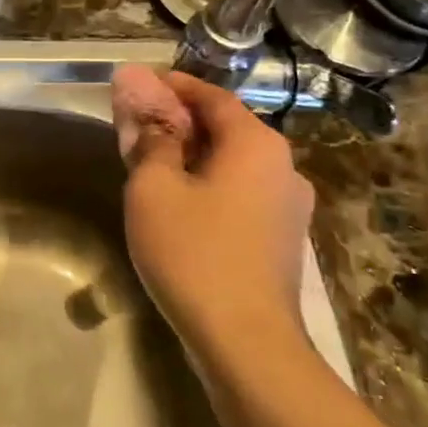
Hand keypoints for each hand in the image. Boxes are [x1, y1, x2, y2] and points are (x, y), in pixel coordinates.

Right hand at [111, 65, 313, 363]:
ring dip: (194, 156)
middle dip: (180, 121)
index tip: (139, 83)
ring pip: (233, 164)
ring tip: (154, 164)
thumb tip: (142, 106)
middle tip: (138, 124)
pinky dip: (209, 185)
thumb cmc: (194, 253)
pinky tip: (181, 205)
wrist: (247, 343)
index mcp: (256, 143)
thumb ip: (150, 140)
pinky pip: (241, 194)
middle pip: (226, 128)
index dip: (173, 85)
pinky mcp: (283, 240)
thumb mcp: (154, 189)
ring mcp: (289, 206)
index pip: (212, 96)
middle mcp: (283, 166)